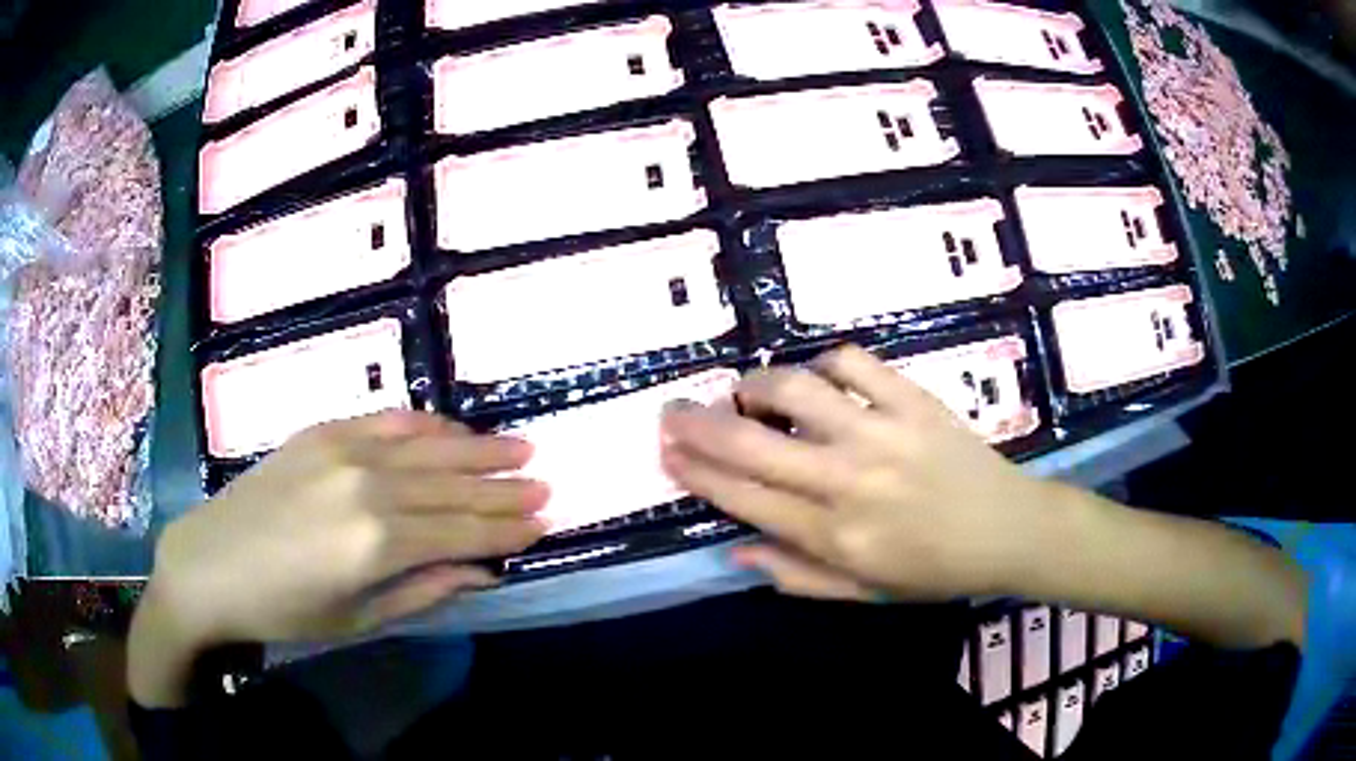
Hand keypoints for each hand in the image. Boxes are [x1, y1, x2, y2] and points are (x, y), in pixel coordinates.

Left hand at [148, 411, 548, 645]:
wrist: (210, 564)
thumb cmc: (284, 609)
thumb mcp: (358, 618)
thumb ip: (424, 590)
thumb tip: (483, 571)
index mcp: (376, 544)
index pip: (462, 530)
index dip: (506, 529)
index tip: (544, 523)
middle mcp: (367, 486)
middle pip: (452, 486)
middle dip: (503, 489)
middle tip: (546, 485)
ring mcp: (343, 450)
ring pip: (428, 446)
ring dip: (478, 449)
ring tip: (521, 449)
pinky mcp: (322, 431)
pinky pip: (387, 421)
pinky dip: (427, 425)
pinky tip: (454, 430)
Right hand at [660, 345, 1053, 600]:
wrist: (1008, 531)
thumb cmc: (935, 571)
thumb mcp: (863, 592)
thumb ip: (796, 575)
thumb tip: (735, 548)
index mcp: (834, 536)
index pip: (744, 497)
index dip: (696, 472)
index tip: (667, 452)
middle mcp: (848, 481)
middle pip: (751, 443)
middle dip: (698, 425)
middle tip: (672, 411)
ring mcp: (881, 433)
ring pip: (796, 390)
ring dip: (755, 386)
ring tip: (743, 392)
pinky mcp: (913, 401)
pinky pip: (854, 364)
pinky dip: (825, 363)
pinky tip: (818, 377)